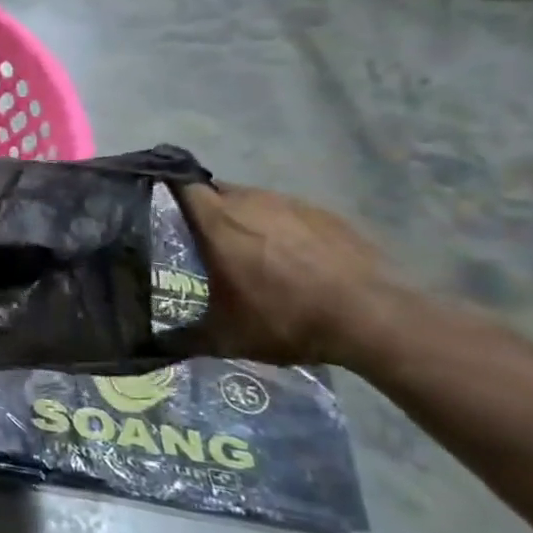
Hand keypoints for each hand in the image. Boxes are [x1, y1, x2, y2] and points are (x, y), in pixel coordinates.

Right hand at [177, 182, 399, 365]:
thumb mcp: (228, 337)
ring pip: (252, 200)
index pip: (181, 186)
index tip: (158, 209)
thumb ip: (186, 336)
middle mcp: (251, 201)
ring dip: (244, 219)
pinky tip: (291, 259)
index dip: (167, 193)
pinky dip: (280, 228)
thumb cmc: (287, 319)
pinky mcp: (325, 214)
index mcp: (219, 222)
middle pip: (216, 192)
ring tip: (248, 252)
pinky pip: (287, 212)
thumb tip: (158, 345)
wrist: (374, 318)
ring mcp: (291, 204)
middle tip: (201, 241)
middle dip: (205, 211)